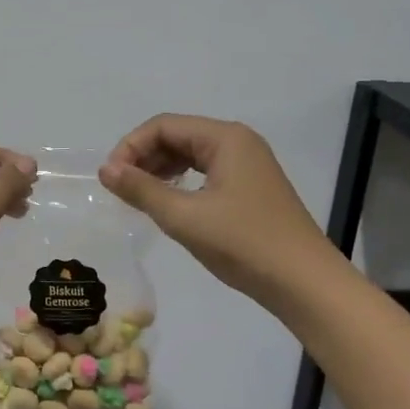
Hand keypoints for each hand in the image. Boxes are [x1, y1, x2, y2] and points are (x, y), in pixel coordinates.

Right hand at [99, 115, 334, 315]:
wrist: (304, 282)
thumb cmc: (243, 243)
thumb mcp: (184, 217)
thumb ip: (141, 189)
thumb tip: (105, 169)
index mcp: (225, 138)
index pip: (164, 125)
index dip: (131, 147)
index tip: (110, 179)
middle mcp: (238, 142)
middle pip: (178, 136)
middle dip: (144, 157)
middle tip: (120, 190)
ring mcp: (248, 165)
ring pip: (191, 155)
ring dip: (160, 170)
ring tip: (138, 197)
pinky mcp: (251, 188)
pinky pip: (206, 173)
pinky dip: (181, 182)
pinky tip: (168, 204)